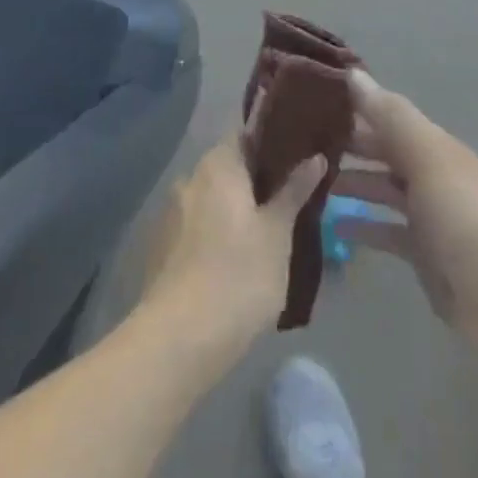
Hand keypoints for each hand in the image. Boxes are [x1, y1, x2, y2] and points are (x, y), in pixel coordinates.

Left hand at [138, 132, 325, 362]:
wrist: (178, 342)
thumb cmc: (238, 275)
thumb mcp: (277, 232)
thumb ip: (294, 190)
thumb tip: (315, 156)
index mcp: (218, 164)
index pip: (246, 135)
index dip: (272, 143)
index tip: (298, 157)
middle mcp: (190, 179)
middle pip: (229, 168)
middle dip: (256, 181)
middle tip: (290, 198)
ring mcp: (171, 214)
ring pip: (213, 200)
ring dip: (236, 209)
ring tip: (268, 232)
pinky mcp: (162, 249)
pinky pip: (197, 227)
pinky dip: (217, 233)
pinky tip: (237, 260)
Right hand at [335, 71, 477, 352]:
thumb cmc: (461, 217)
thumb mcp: (426, 158)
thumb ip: (390, 117)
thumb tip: (353, 73)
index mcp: (436, 146)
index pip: (391, 117)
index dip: (358, 107)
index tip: (317, 100)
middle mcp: (431, 174)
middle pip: (385, 151)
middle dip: (351, 144)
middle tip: (304, 141)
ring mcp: (427, 214)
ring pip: (382, 189)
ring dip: (352, 183)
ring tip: (310, 180)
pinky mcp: (421, 252)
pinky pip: (385, 229)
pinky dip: (361, 225)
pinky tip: (332, 225)